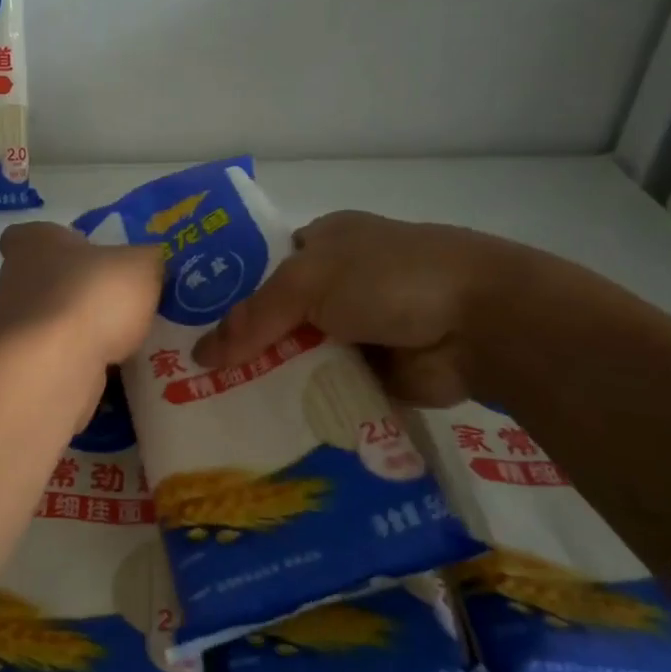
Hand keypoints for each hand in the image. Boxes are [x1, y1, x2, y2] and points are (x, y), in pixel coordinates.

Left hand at [0, 222, 162, 372]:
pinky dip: (74, 363)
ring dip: (74, 330)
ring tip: (118, 341)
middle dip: (71, 291)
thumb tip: (148, 263)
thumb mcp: (140, 266)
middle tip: (112, 302)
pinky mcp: (19, 366)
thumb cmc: (92, 297)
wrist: (55, 364)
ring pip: (46, 322)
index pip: (28, 235)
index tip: (81, 255)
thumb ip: (146, 261)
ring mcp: (11, 327)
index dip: (53, 242)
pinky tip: (106, 370)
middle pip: (40, 280)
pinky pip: (51, 359)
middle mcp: (12, 280)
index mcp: (32, 243)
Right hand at [189, 212, 533, 405]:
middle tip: (191, 381)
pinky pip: (324, 390)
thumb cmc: (389, 278)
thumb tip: (198, 357)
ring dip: (269, 380)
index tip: (187, 330)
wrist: (482, 323)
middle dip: (242, 346)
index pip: (261, 270)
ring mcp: (357, 330)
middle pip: (276, 317)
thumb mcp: (309, 283)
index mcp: (325, 243)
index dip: (225, 296)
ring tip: (214, 411)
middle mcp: (338, 284)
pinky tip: (260, 428)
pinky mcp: (374, 373)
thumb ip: (253, 318)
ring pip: (297, 357)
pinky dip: (301, 406)